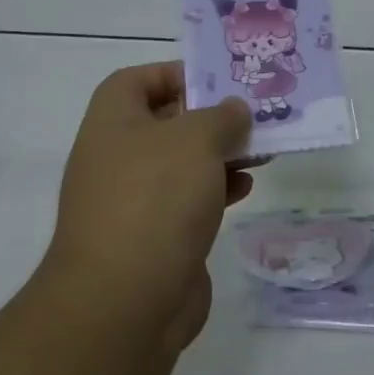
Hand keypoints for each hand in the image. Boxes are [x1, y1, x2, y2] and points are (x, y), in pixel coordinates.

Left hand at [47, 62, 254, 351]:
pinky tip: (245, 189)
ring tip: (261, 150)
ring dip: (220, 154)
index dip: (175, 73)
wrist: (125, 301)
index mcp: (112, 123)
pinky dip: (216, 190)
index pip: (137, 80)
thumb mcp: (196, 140)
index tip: (217, 82)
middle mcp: (116, 157)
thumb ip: (221, 116)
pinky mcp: (153, 237)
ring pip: (181, 163)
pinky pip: (187, 200)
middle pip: (165, 122)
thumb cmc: (156, 200)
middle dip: (210, 117)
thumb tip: (233, 111)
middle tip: (252, 114)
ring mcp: (133, 201)